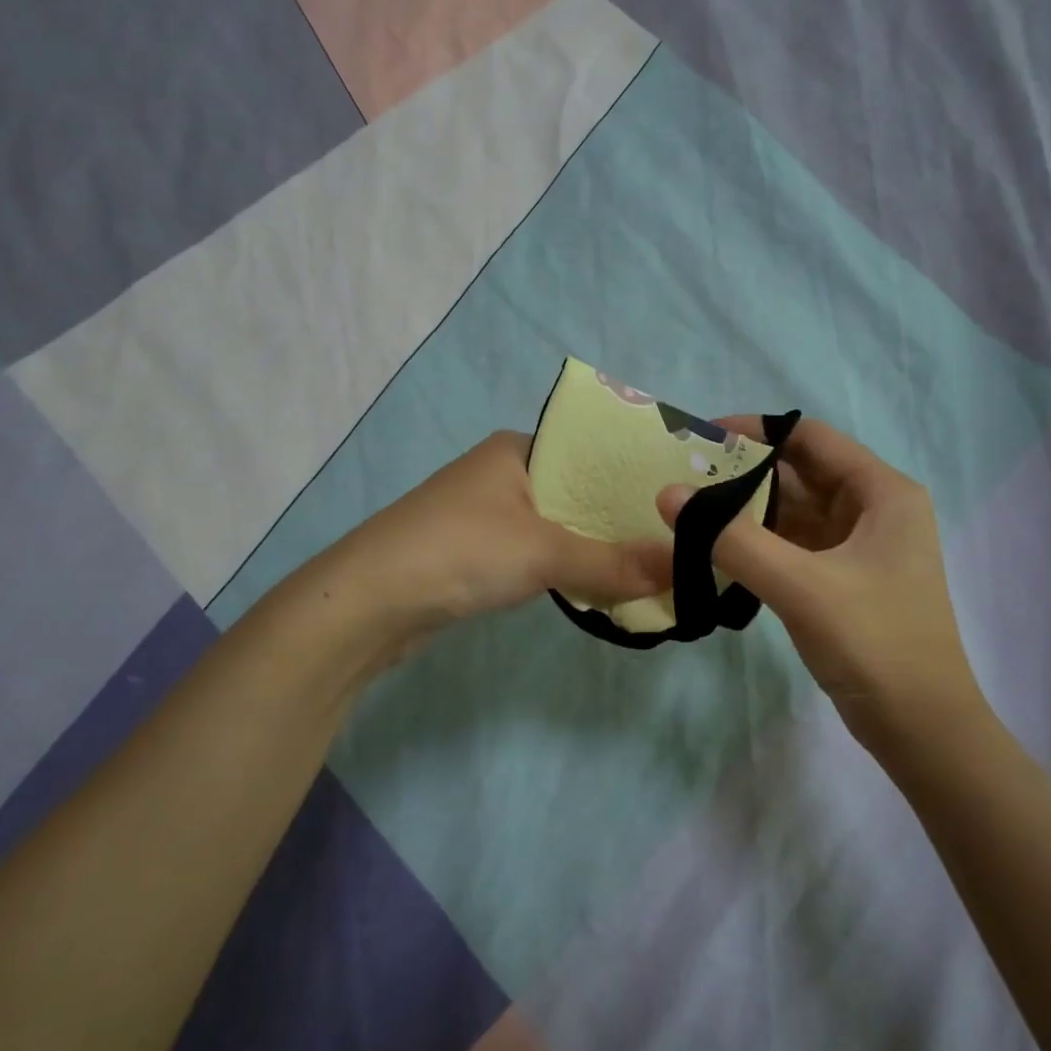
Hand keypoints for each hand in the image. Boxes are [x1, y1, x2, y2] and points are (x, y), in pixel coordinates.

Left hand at [318, 431, 671, 655]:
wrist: (370, 601)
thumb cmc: (461, 551)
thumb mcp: (544, 553)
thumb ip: (612, 563)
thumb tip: (679, 571)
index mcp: (517, 449)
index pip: (591, 452)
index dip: (633, 476)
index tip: (678, 500)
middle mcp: (503, 473)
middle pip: (577, 492)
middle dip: (618, 518)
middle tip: (674, 539)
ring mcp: (486, 514)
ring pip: (557, 526)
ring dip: (593, 546)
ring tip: (649, 562)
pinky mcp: (476, 553)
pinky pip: (535, 553)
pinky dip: (565, 567)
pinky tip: (598, 582)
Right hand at [657, 418, 988, 745]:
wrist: (921, 729)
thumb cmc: (874, 643)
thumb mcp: (801, 586)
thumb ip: (733, 539)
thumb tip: (668, 494)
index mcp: (881, 493)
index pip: (811, 438)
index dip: (757, 431)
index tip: (703, 438)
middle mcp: (873, 510)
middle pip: (800, 473)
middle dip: (745, 474)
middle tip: (684, 478)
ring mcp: (859, 547)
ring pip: (794, 512)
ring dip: (748, 511)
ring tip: (691, 510)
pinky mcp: (844, 580)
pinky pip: (795, 546)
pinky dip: (760, 544)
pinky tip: (718, 549)